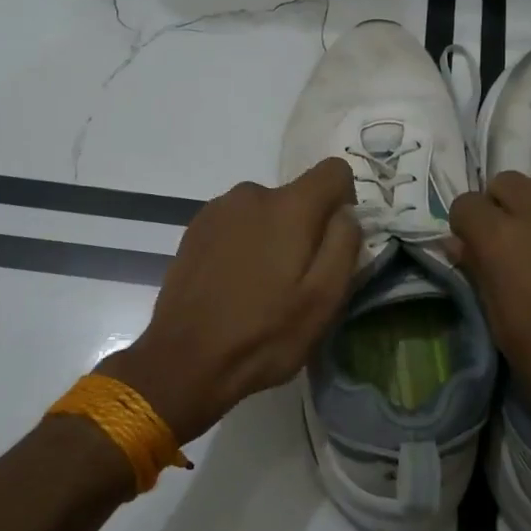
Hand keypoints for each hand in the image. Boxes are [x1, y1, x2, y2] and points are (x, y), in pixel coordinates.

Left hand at [102, 160, 360, 444]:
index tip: (334, 243)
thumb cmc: (264, 334)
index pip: (334, 170)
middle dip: (306, 228)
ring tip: (261, 286)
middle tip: (296, 280)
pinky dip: (244, 244)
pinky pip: (236, 223)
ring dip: (272, 236)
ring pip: (265, 211)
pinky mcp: (195, 228)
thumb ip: (344, 245)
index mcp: (289, 206)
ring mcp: (218, 209)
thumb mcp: (324, 300)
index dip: (345, 201)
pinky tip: (233, 284)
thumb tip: (346, 213)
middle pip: (297, 196)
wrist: (183, 360)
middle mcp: (252, 194)